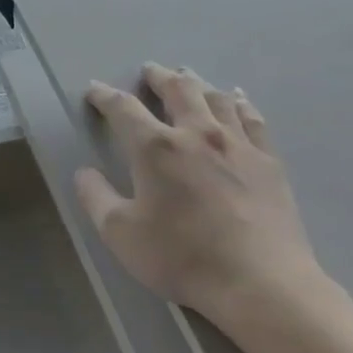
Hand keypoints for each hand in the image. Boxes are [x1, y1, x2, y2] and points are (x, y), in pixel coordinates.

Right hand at [74, 64, 323, 325]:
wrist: (259, 282)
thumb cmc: (182, 257)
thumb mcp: (120, 234)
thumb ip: (96, 198)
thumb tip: (84, 172)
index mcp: (156, 148)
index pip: (124, 109)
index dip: (105, 96)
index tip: (94, 90)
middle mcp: (197, 133)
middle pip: (177, 89)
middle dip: (158, 77)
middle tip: (148, 71)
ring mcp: (238, 144)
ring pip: (215, 97)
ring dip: (197, 82)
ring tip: (187, 76)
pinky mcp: (268, 160)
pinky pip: (252, 118)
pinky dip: (239, 102)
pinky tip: (236, 98)